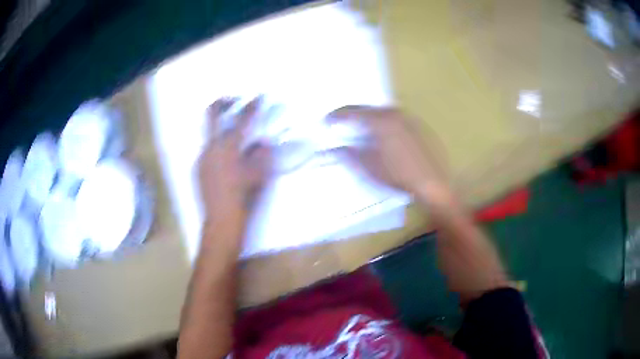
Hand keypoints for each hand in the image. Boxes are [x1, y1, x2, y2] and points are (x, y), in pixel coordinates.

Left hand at [198, 97, 272, 220]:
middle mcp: (211, 146)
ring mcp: (202, 157)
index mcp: (229, 146)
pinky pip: (208, 150)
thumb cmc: (244, 197)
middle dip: (224, 101)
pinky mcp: (198, 168)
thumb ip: (262, 152)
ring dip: (222, 128)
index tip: (259, 97)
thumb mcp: (260, 173)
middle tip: (235, 99)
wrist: (222, 221)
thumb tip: (261, 141)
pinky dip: (218, 147)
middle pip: (212, 113)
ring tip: (235, 137)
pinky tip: (227, 161)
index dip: (252, 105)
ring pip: (210, 133)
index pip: (242, 118)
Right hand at [326, 106, 448, 198]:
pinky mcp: (418, 126)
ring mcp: (409, 118)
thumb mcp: (369, 167)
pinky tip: (383, 136)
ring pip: (382, 113)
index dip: (337, 116)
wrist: (434, 183)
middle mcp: (395, 113)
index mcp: (381, 120)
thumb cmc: (399, 175)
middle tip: (341, 124)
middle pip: (368, 109)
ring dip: (368, 119)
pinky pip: (395, 119)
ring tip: (360, 130)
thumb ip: (349, 154)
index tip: (326, 121)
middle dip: (352, 116)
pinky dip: (383, 123)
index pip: (352, 112)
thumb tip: (334, 148)